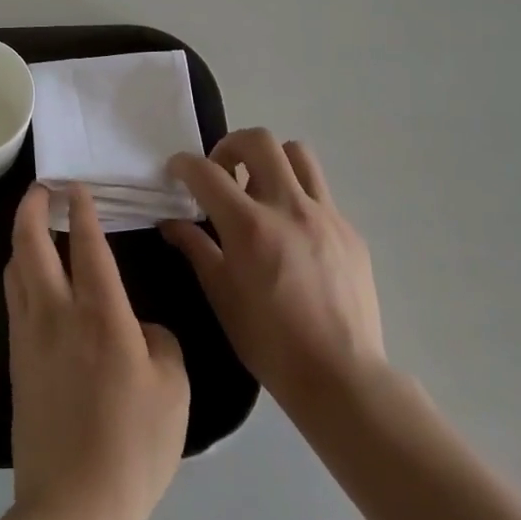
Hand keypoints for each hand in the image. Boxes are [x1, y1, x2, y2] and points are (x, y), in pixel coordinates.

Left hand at [5, 184, 189, 519]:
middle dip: (33, 207)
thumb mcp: (173, 389)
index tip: (77, 187)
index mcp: (102, 314)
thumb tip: (139, 330)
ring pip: (15, 268)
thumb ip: (160, 342)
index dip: (81, 209)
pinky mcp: (17, 361)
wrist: (74, 507)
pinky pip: (14, 300)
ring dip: (21, 237)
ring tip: (34, 225)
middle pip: (31, 243)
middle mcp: (58, 313)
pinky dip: (20, 273)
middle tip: (43, 189)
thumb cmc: (133, 446)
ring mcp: (30, 336)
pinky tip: (32, 279)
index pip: (87, 244)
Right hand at [161, 129, 384, 414]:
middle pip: (258, 141)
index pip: (207, 172)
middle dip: (231, 145)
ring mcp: (325, 215)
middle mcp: (288, 207)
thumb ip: (195, 249)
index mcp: (250, 226)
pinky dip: (298, 196)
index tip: (176, 170)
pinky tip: (292, 232)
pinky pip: (320, 193)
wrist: (342, 378)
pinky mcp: (349, 230)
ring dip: (271, 160)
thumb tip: (171, 222)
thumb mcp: (221, 297)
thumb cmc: (270, 343)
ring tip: (260, 189)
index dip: (184, 164)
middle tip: (222, 172)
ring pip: (297, 154)